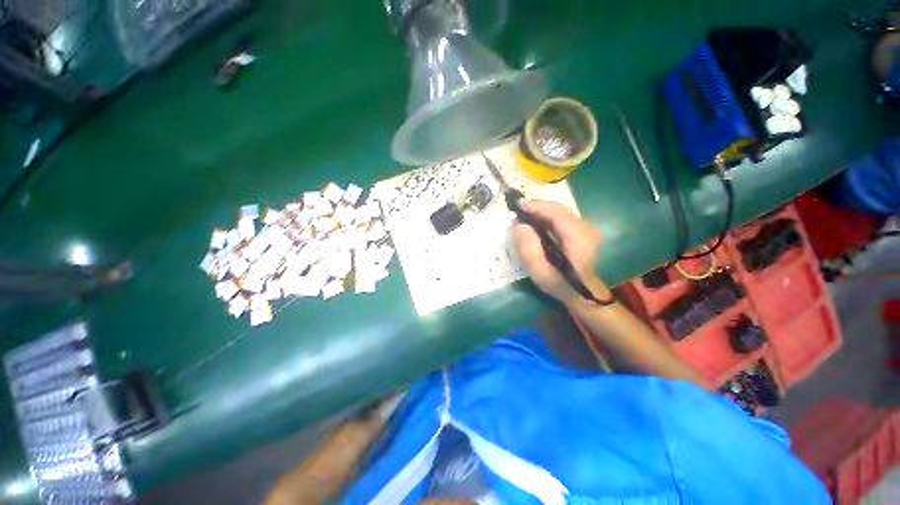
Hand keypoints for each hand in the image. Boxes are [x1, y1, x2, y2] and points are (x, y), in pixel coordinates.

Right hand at [514, 200, 609, 306]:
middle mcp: (586, 228)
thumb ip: (529, 250)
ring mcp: (587, 228)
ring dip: (541, 212)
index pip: (556, 212)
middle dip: (537, 208)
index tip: (517, 205)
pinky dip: (548, 217)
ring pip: (560, 212)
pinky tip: (537, 224)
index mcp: (577, 237)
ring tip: (524, 217)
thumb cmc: (562, 285)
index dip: (536, 206)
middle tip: (518, 213)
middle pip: (558, 209)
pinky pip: (563, 218)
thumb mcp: (541, 273)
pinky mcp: (583, 231)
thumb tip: (519, 225)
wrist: (586, 295)